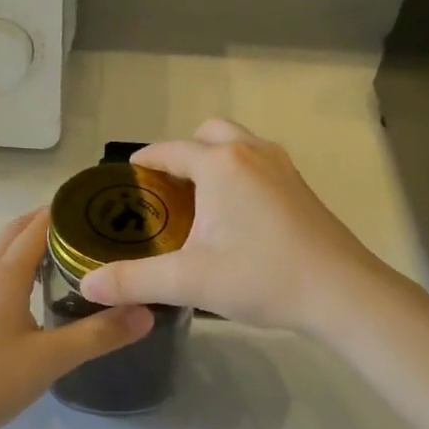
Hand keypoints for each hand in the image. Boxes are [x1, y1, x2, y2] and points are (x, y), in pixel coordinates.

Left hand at [0, 209, 153, 428]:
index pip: (36, 227)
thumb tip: (146, 312)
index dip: (64, 212)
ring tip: (55, 253)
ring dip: (21, 241)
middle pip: (12, 232)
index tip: (96, 208)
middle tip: (83, 229)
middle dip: (44, 222)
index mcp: (4, 275)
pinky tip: (23, 290)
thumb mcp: (53, 359)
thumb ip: (100, 334)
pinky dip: (7, 262)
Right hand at [80, 119, 398, 335]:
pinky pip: (258, 165)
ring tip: (197, 204)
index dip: (144, 161)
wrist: (341, 293)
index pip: (170, 151)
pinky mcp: (300, 187)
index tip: (125, 179)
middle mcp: (252, 153)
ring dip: (213, 163)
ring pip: (238, 146)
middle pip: (208, 135)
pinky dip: (238, 176)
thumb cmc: (261, 277)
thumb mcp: (188, 281)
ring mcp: (282, 167)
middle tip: (166, 193)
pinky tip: (234, 219)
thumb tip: (87, 285)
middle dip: (182, 155)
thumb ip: (133, 280)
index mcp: (221, 164)